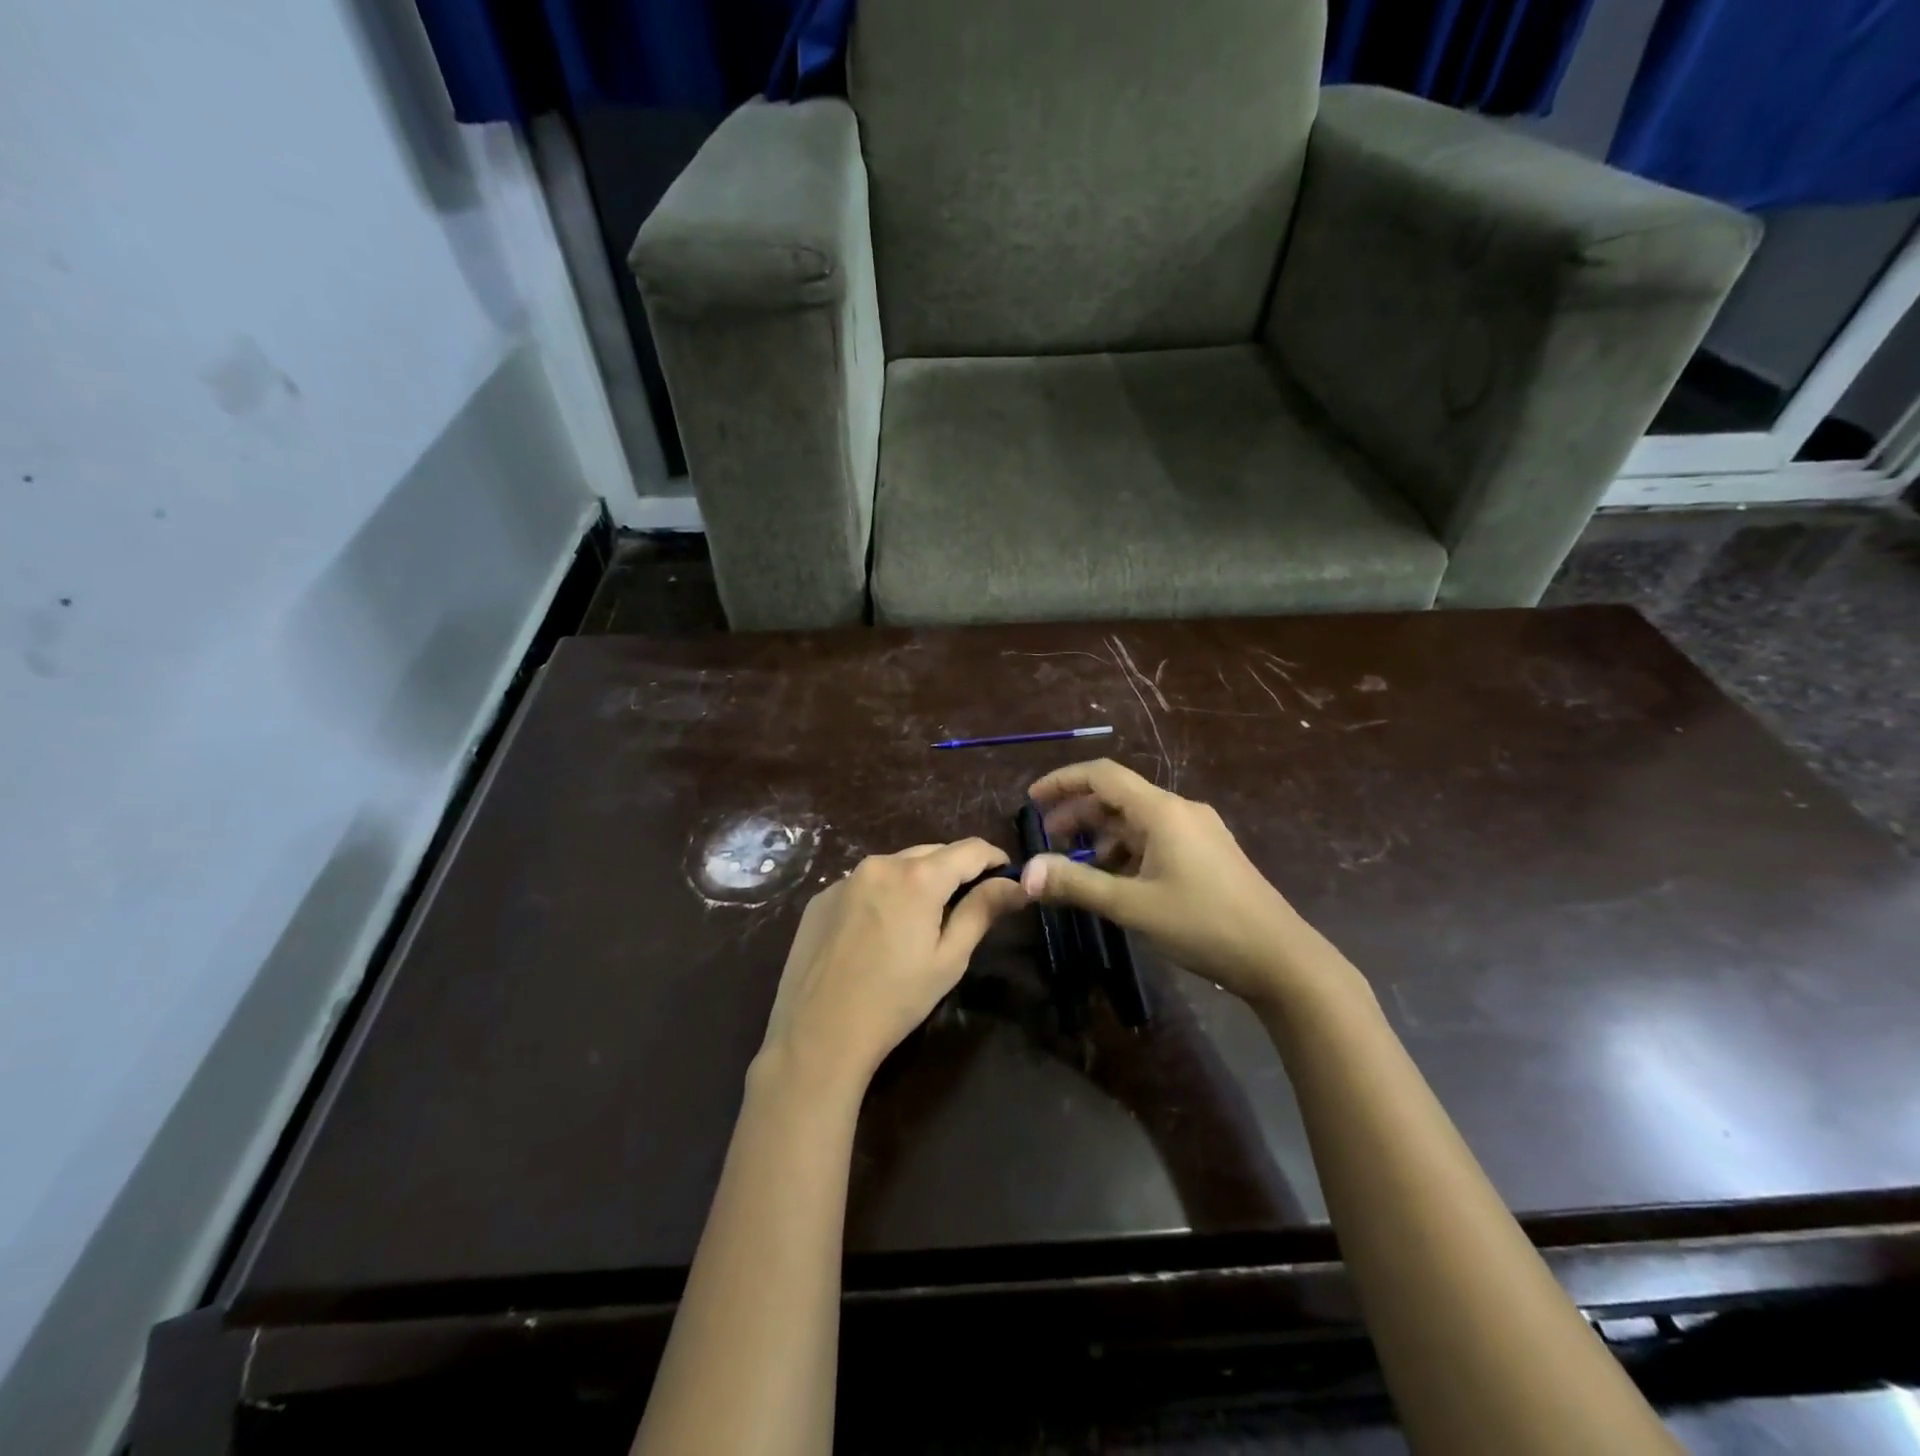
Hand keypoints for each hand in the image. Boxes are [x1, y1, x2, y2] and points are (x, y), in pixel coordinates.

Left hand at [758, 840, 1028, 1095]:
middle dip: (955, 870)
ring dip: (917, 880)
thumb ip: (982, 911)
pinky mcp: (821, 897)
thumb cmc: (894, 1001)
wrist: (817, 1036)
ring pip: (896, 865)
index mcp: (918, 877)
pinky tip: (878, 932)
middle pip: (932, 853)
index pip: (970, 849)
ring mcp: (845, 878)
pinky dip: (882, 894)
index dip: (994, 858)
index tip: (1006, 877)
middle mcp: (881, 863)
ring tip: (921, 920)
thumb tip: (1016, 884)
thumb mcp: (949, 959)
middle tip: (967, 904)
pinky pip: (864, 883)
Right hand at [1020, 760, 1307, 1007]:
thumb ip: (1077, 884)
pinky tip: (1116, 879)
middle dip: (1078, 813)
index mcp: (1162, 811)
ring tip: (1077, 865)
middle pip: (1118, 796)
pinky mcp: (1207, 854)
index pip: (1103, 775)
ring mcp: (1198, 832)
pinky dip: (1127, 850)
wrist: (1280, 958)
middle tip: (1048, 840)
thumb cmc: (1203, 924)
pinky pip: (1156, 839)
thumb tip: (1025, 873)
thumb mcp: (1132, 905)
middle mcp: (1180, 811)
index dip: (1063, 781)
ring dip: (1102, 835)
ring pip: (1137, 820)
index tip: (1032, 799)